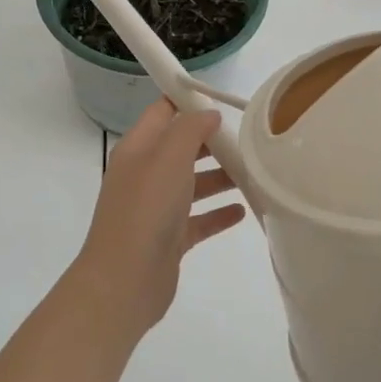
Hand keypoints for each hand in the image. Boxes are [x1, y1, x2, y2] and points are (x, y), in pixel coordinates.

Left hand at [68, 100, 246, 335]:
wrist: (124, 281)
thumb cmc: (146, 209)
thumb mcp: (169, 157)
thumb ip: (190, 129)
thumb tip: (208, 114)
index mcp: (138, 149)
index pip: (162, 112)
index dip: (187, 101)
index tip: (222, 100)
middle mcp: (145, 174)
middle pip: (181, 148)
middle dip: (212, 142)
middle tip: (248, 140)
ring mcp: (156, 208)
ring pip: (192, 184)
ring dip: (221, 177)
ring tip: (255, 174)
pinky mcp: (169, 238)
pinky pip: (198, 219)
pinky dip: (218, 213)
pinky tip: (243, 210)